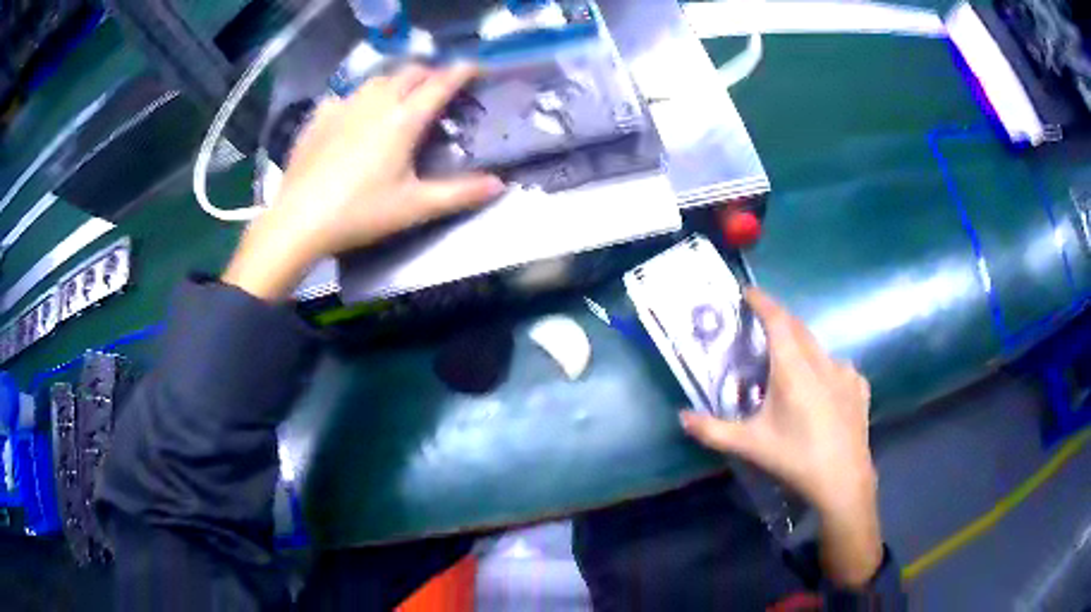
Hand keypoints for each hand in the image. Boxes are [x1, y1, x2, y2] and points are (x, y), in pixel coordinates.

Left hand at [223, 63, 505, 300]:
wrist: (299, 221)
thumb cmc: (360, 212)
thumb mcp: (415, 207)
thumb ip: (460, 193)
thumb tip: (500, 185)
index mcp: (404, 119)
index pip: (441, 83)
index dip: (462, 72)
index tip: (476, 68)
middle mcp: (375, 102)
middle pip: (409, 72)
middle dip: (430, 73)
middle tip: (439, 88)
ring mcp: (344, 106)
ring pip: (377, 79)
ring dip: (396, 81)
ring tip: (400, 96)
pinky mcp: (320, 117)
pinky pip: (346, 95)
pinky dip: (361, 98)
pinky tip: (356, 115)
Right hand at [679, 288, 882, 586]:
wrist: (843, 480)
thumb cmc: (795, 458)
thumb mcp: (751, 445)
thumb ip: (713, 430)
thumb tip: (682, 417)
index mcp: (793, 368)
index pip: (777, 320)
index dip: (762, 302)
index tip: (748, 292)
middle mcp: (821, 361)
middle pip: (798, 327)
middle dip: (779, 319)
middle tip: (761, 325)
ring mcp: (845, 372)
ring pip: (819, 347)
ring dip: (801, 345)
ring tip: (789, 363)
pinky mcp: (859, 387)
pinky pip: (838, 366)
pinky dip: (824, 367)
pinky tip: (822, 387)